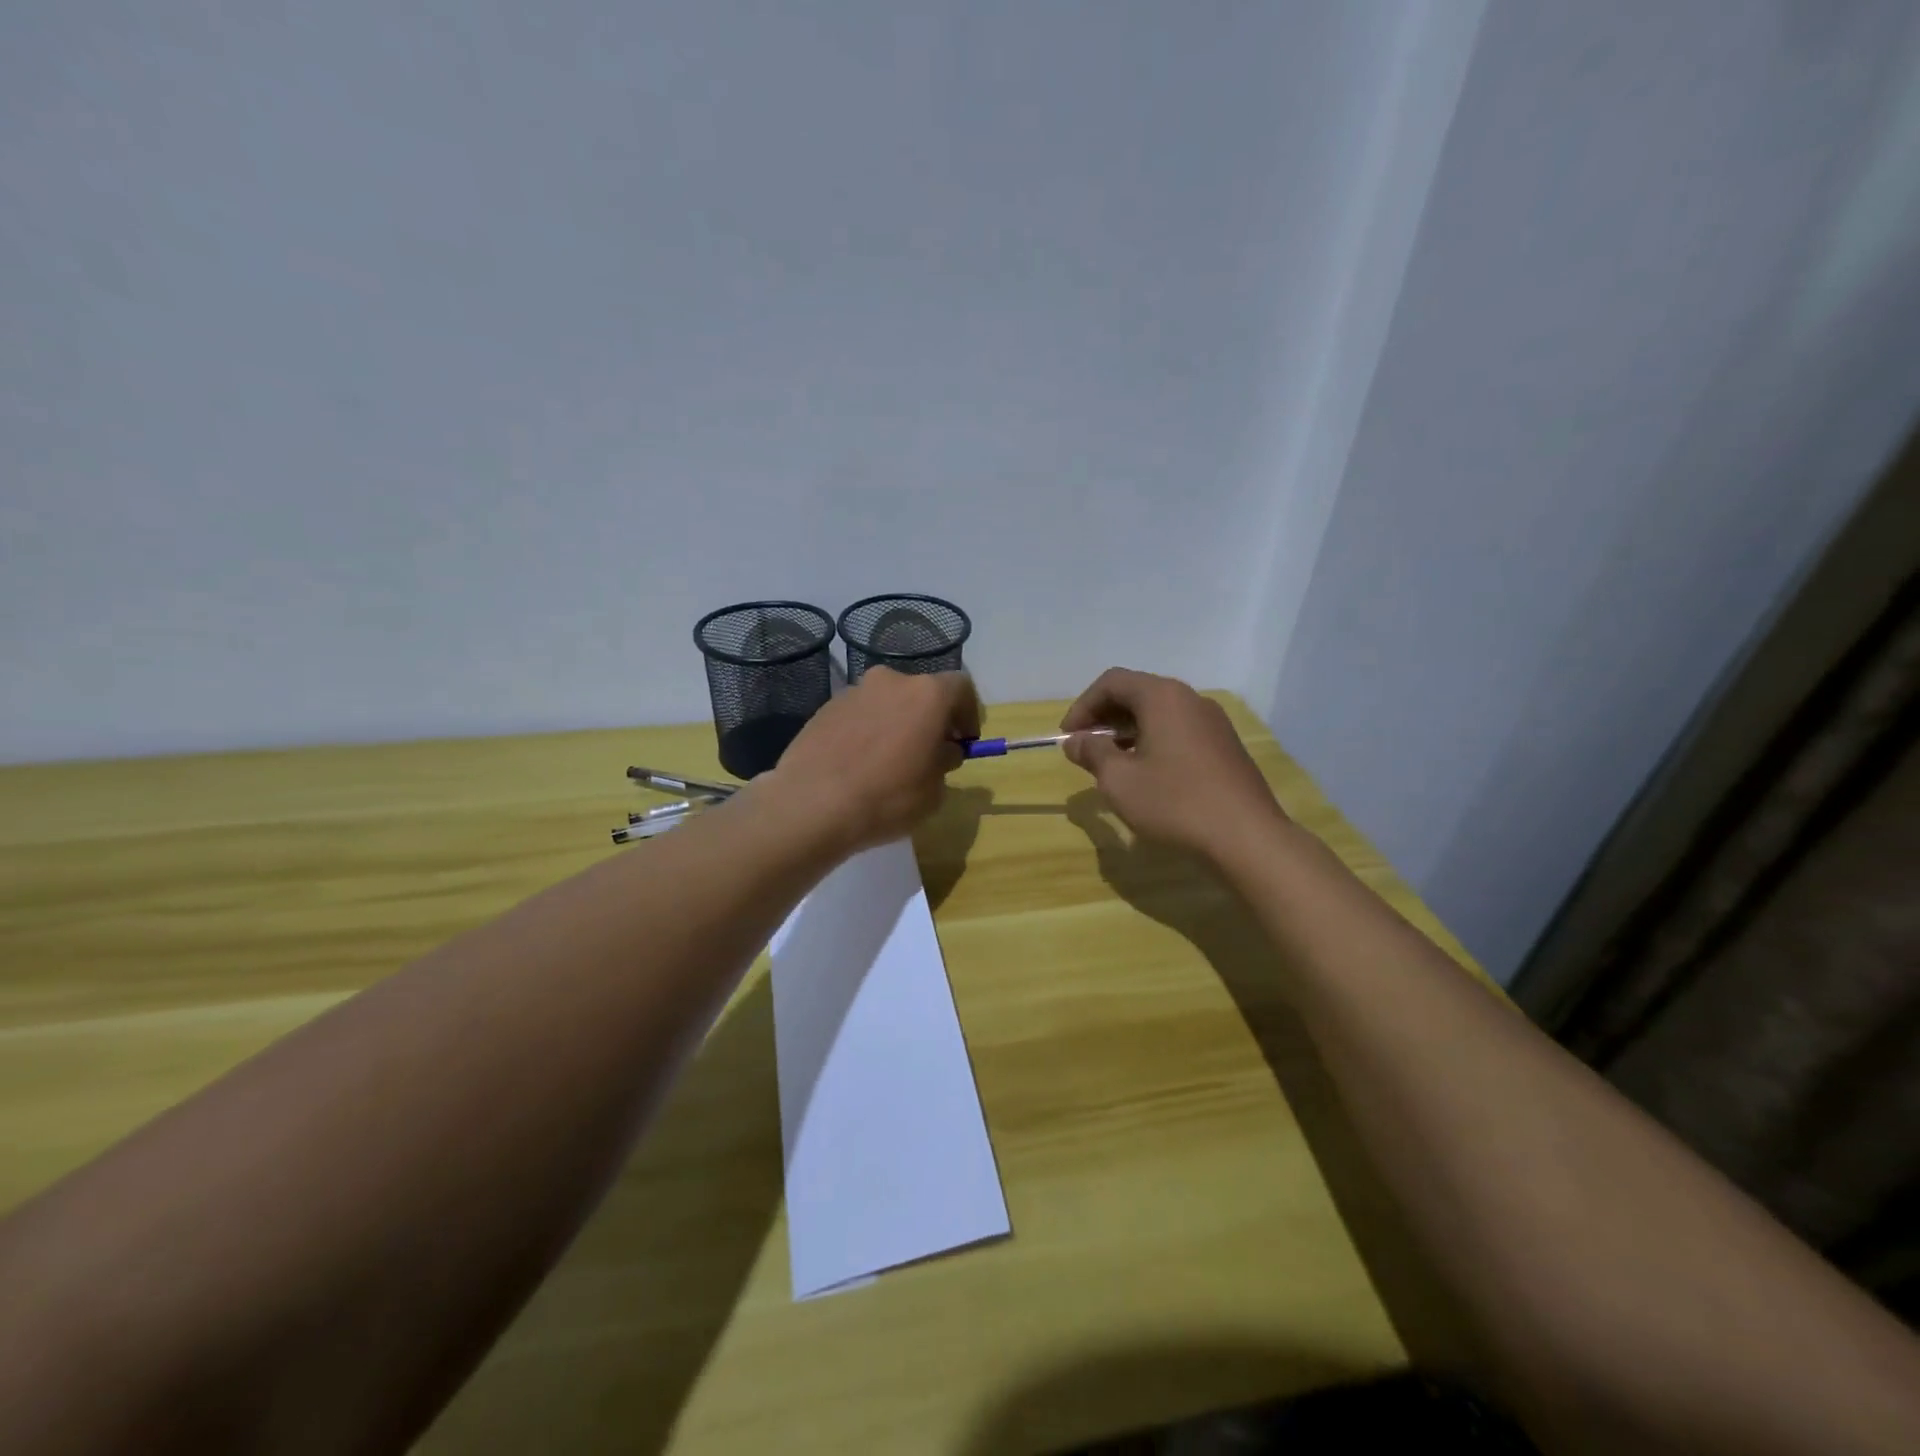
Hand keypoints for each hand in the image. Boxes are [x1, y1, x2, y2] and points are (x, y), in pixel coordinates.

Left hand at [766, 666, 981, 854]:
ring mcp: (854, 692)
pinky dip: (867, 731)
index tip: (965, 742)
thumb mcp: (934, 790)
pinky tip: (859, 765)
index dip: (969, 714)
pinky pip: (859, 715)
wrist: (812, 804)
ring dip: (896, 724)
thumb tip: (941, 751)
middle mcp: (891, 681)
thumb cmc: (887, 797)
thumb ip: (944, 761)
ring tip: (889, 762)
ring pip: (888, 702)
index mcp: (927, 694)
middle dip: (930, 719)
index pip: (961, 688)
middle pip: (921, 693)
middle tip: (928, 753)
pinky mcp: (825, 708)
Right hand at [1060, 667, 1285, 860]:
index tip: (1068, 736)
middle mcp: (1190, 700)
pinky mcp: (1225, 747)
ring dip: (1128, 732)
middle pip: (1138, 694)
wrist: (1247, 837)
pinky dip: (1153, 742)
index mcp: (1163, 697)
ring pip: (1160, 714)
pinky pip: (1179, 731)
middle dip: (1105, 718)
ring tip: (1111, 764)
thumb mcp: (1119, 780)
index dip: (1083, 706)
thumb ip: (1093, 753)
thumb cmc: (1175, 803)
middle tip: (1085, 749)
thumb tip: (1076, 741)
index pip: (1112, 682)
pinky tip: (1147, 775)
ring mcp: (1213, 723)